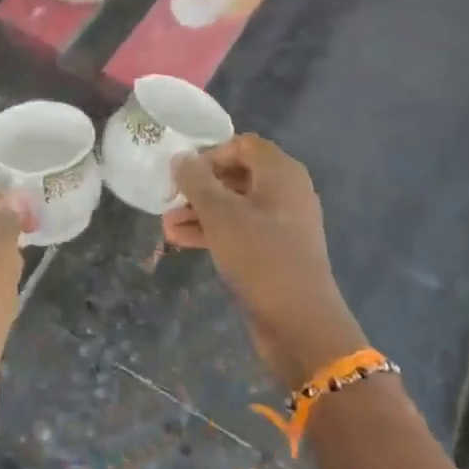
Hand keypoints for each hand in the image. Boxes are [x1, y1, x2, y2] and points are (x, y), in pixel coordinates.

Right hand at [164, 135, 366, 388]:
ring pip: (235, 205)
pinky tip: (182, 241)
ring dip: (200, 212)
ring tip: (167, 226)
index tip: (182, 174)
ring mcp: (283, 223)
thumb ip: (196, 181)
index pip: (241, 144)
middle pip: (236, 175)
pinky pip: (241, 230)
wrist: (301, 324)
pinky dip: (214, 231)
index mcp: (281, 173)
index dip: (209, 154)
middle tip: (169, 200)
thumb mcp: (220, 214)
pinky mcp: (277, 251)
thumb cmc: (260, 256)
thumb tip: (180, 157)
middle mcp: (286, 192)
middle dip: (199, 187)